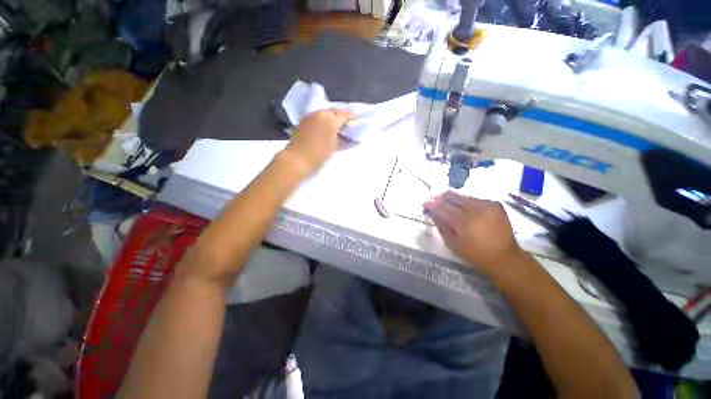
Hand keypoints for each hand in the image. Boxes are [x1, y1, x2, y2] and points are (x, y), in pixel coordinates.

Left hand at [283, 109, 355, 175]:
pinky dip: (324, 122)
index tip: (357, 120)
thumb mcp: (335, 147)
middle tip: (348, 124)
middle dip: (342, 116)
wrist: (297, 160)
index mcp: (330, 118)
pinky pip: (317, 118)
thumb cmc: (319, 154)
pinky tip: (327, 129)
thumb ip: (344, 140)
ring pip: (325, 114)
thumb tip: (351, 137)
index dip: (352, 117)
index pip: (344, 114)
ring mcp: (310, 117)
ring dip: (332, 119)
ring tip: (338, 127)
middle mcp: (320, 113)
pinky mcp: (303, 122)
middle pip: (334, 112)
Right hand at [423, 192, 525, 279]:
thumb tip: (430, 212)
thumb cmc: (475, 254)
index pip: (443, 207)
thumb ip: (441, 225)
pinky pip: (473, 199)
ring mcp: (488, 204)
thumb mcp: (453, 243)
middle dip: (440, 196)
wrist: (505, 257)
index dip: (431, 204)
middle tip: (432, 199)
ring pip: (462, 196)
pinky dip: (464, 202)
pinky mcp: (495, 204)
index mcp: (465, 222)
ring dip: (452, 199)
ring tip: (445, 204)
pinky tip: (461, 208)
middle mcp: (477, 209)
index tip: (424, 203)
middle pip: (453, 196)